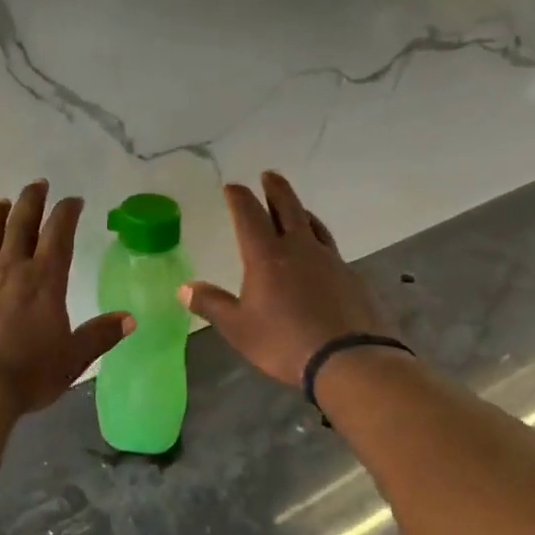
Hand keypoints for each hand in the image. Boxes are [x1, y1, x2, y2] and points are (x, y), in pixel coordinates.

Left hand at [0, 181, 132, 416]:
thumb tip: (129, 319)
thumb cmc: (28, 374)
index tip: (73, 199)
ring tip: (0, 203)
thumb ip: (99, 335)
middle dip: (31, 200)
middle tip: (37, 184)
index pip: (59, 234)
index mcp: (43, 280)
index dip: (66, 212)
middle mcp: (9, 270)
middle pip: (20, 223)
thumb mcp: (73, 359)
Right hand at [180, 171, 397, 386]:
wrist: (348, 360)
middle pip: (287, 208)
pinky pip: (329, 247)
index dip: (239, 198)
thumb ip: (211, 304)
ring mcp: (328, 260)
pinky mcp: (350, 277)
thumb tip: (184, 288)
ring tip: (295, 208)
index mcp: (266, 256)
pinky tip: (317, 251)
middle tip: (269, 175)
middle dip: (275, 190)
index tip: (232, 186)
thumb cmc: (284, 341)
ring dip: (299, 210)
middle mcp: (298, 249)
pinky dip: (317, 238)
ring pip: (312, 224)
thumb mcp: (238, 327)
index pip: (249, 216)